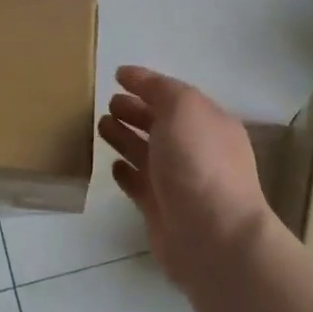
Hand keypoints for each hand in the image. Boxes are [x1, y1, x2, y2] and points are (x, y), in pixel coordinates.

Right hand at [99, 65, 271, 286]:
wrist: (212, 236)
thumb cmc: (199, 162)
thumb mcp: (183, 108)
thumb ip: (158, 89)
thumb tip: (132, 76)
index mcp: (208, 123)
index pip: (173, 96)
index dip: (146, 84)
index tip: (117, 75)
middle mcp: (196, 151)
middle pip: (160, 124)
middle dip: (135, 111)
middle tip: (107, 103)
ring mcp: (179, 182)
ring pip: (146, 153)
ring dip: (125, 138)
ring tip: (100, 126)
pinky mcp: (161, 210)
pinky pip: (139, 185)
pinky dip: (126, 173)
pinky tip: (112, 165)